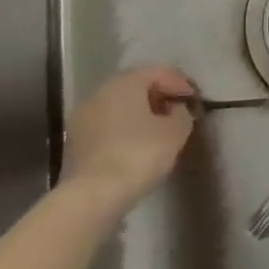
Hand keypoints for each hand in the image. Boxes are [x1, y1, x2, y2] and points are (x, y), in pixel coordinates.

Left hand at [59, 66, 196, 214]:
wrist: (92, 196)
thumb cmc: (138, 155)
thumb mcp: (174, 133)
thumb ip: (181, 115)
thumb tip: (177, 111)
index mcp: (125, 83)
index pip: (157, 72)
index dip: (179, 82)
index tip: (194, 99)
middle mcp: (100, 92)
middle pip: (135, 86)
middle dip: (157, 96)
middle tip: (177, 112)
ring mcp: (83, 116)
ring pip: (118, 106)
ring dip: (139, 114)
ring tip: (158, 132)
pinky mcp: (75, 142)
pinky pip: (106, 126)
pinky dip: (123, 130)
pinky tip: (135, 147)